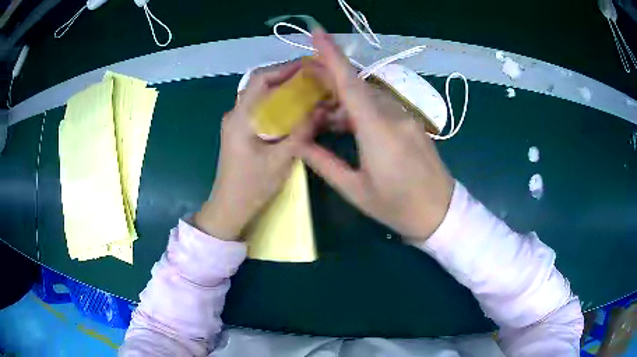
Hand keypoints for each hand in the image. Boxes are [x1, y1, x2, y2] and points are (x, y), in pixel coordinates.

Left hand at [194, 61, 306, 240]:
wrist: (229, 208)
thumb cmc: (252, 187)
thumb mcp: (280, 161)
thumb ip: (301, 133)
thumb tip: (322, 109)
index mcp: (241, 118)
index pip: (261, 79)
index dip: (286, 68)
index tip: (312, 65)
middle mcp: (235, 114)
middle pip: (261, 83)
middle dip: (288, 75)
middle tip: (315, 76)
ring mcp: (236, 122)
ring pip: (261, 95)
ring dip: (284, 88)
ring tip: (309, 88)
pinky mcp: (241, 130)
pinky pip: (261, 108)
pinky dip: (278, 102)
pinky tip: (295, 108)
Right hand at [301, 30, 454, 242]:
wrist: (440, 213)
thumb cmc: (396, 207)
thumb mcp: (354, 190)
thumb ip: (324, 162)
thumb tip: (299, 142)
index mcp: (377, 130)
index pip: (350, 83)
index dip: (332, 56)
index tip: (317, 33)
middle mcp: (393, 115)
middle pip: (357, 86)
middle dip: (330, 81)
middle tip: (305, 86)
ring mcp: (406, 117)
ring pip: (369, 96)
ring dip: (344, 100)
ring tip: (323, 117)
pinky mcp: (412, 123)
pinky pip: (382, 106)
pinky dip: (361, 109)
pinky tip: (348, 125)